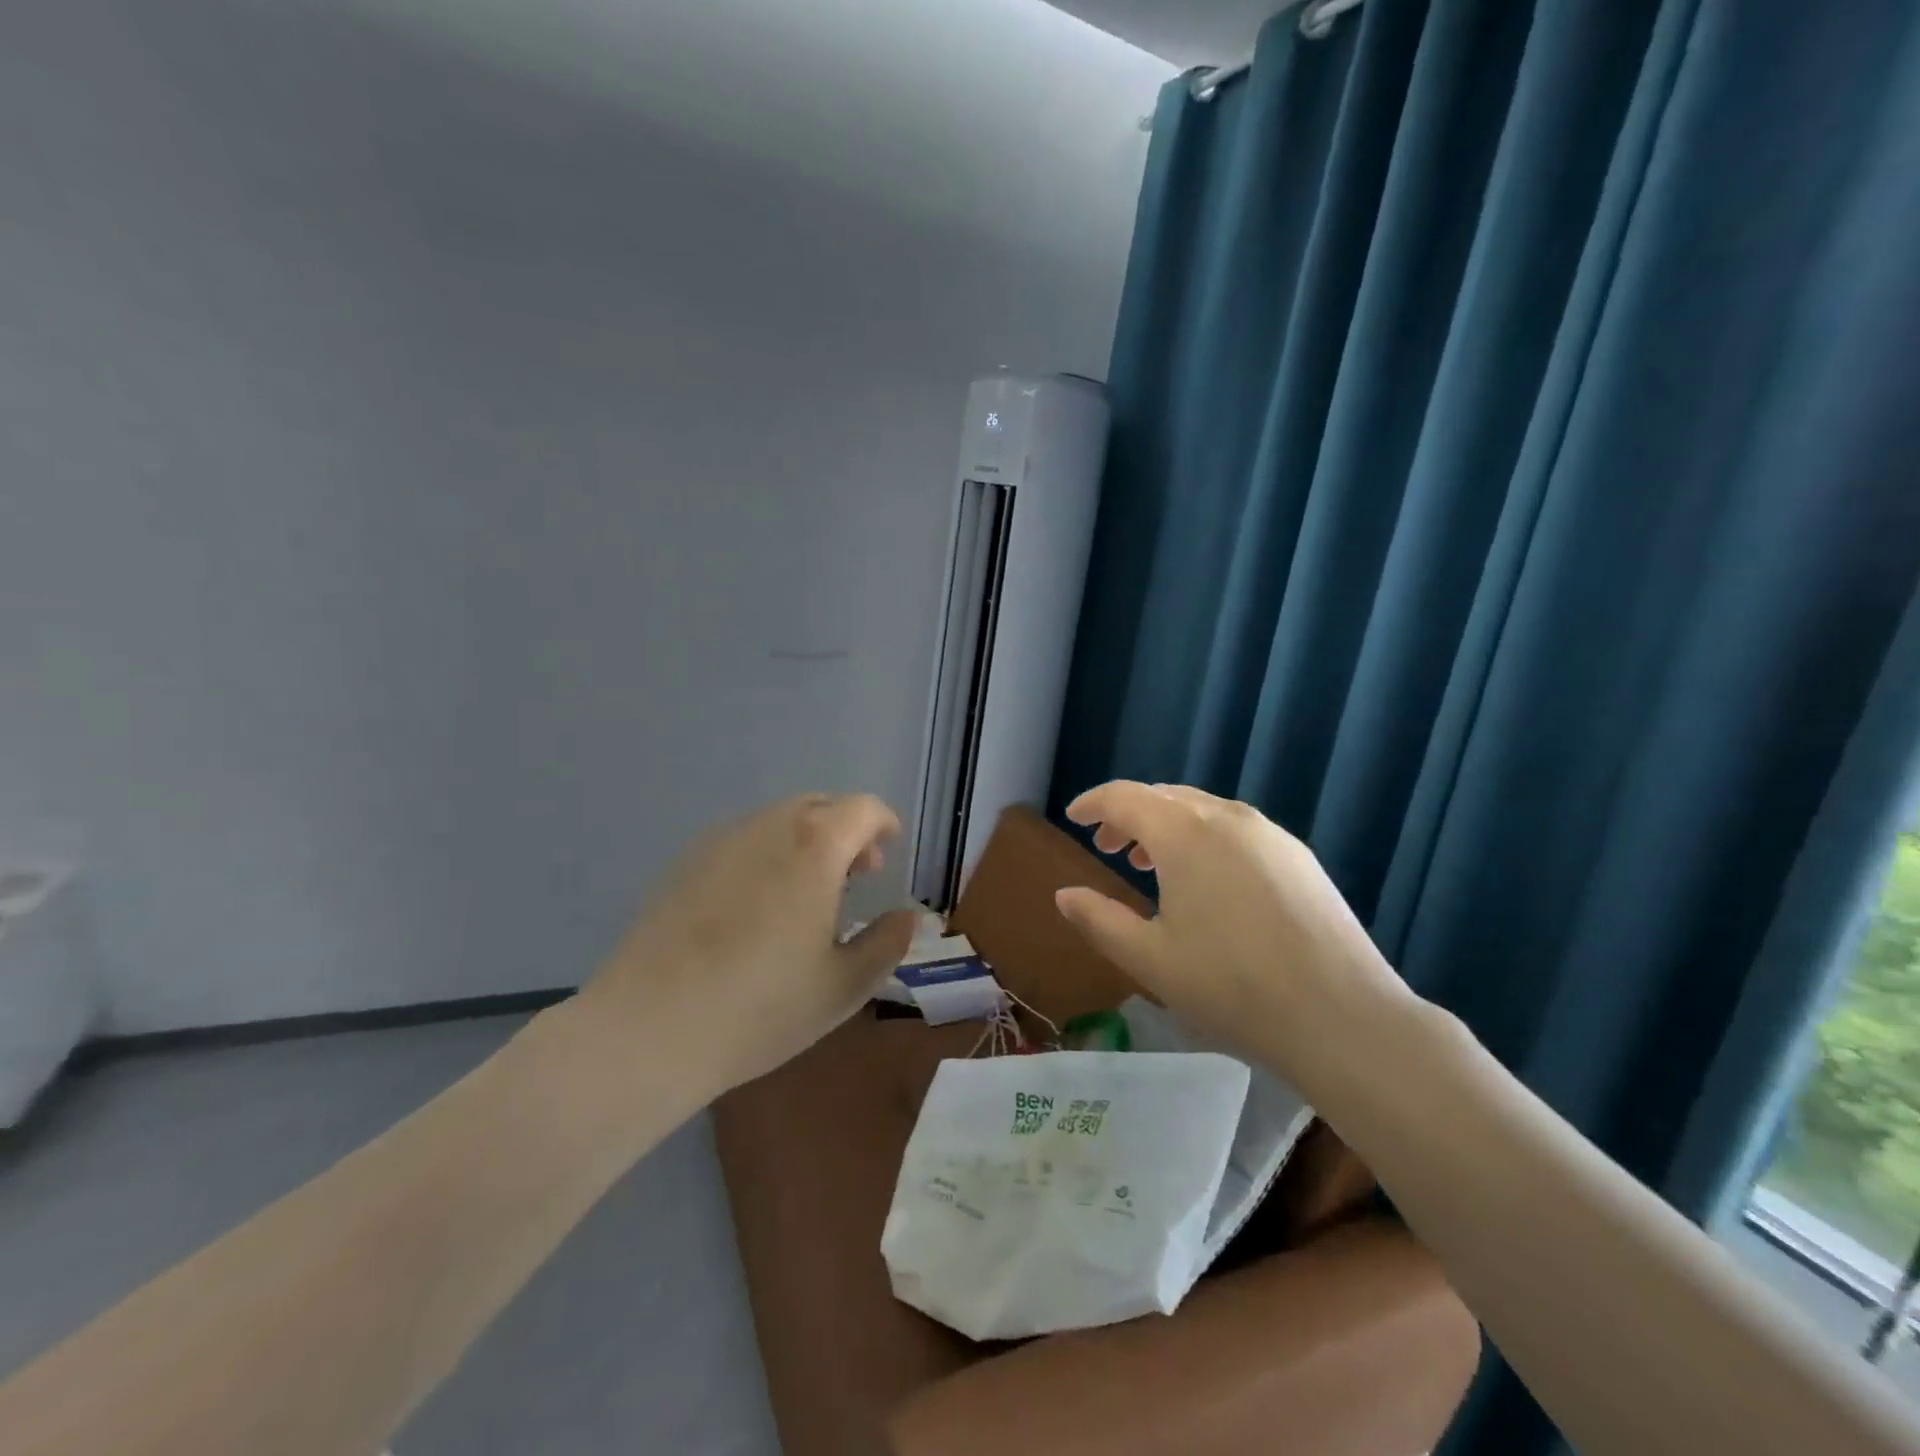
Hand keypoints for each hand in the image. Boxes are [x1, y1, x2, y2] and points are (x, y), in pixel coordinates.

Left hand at [578, 793, 916, 1096]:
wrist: (647, 1029)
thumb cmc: (761, 1007)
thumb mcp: (844, 986)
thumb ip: (887, 944)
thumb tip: (907, 917)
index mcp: (815, 845)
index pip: (862, 808)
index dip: (883, 824)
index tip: (888, 852)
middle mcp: (768, 826)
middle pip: (819, 807)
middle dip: (846, 832)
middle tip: (855, 877)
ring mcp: (720, 841)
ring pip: (778, 822)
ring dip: (806, 843)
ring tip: (807, 895)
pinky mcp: (684, 863)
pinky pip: (742, 842)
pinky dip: (766, 855)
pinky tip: (756, 908)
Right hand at [1053, 781, 1410, 1073]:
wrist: (1342, 1015)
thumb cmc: (1232, 986)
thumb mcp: (1149, 959)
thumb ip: (1098, 920)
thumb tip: (1064, 895)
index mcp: (1183, 833)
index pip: (1124, 797)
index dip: (1092, 803)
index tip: (1073, 817)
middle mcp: (1225, 817)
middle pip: (1163, 796)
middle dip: (1128, 814)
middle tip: (1107, 846)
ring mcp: (1268, 833)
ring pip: (1201, 809)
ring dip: (1166, 825)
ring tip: (1150, 863)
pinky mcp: (1298, 855)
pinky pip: (1234, 828)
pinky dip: (1203, 836)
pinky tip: (1206, 879)